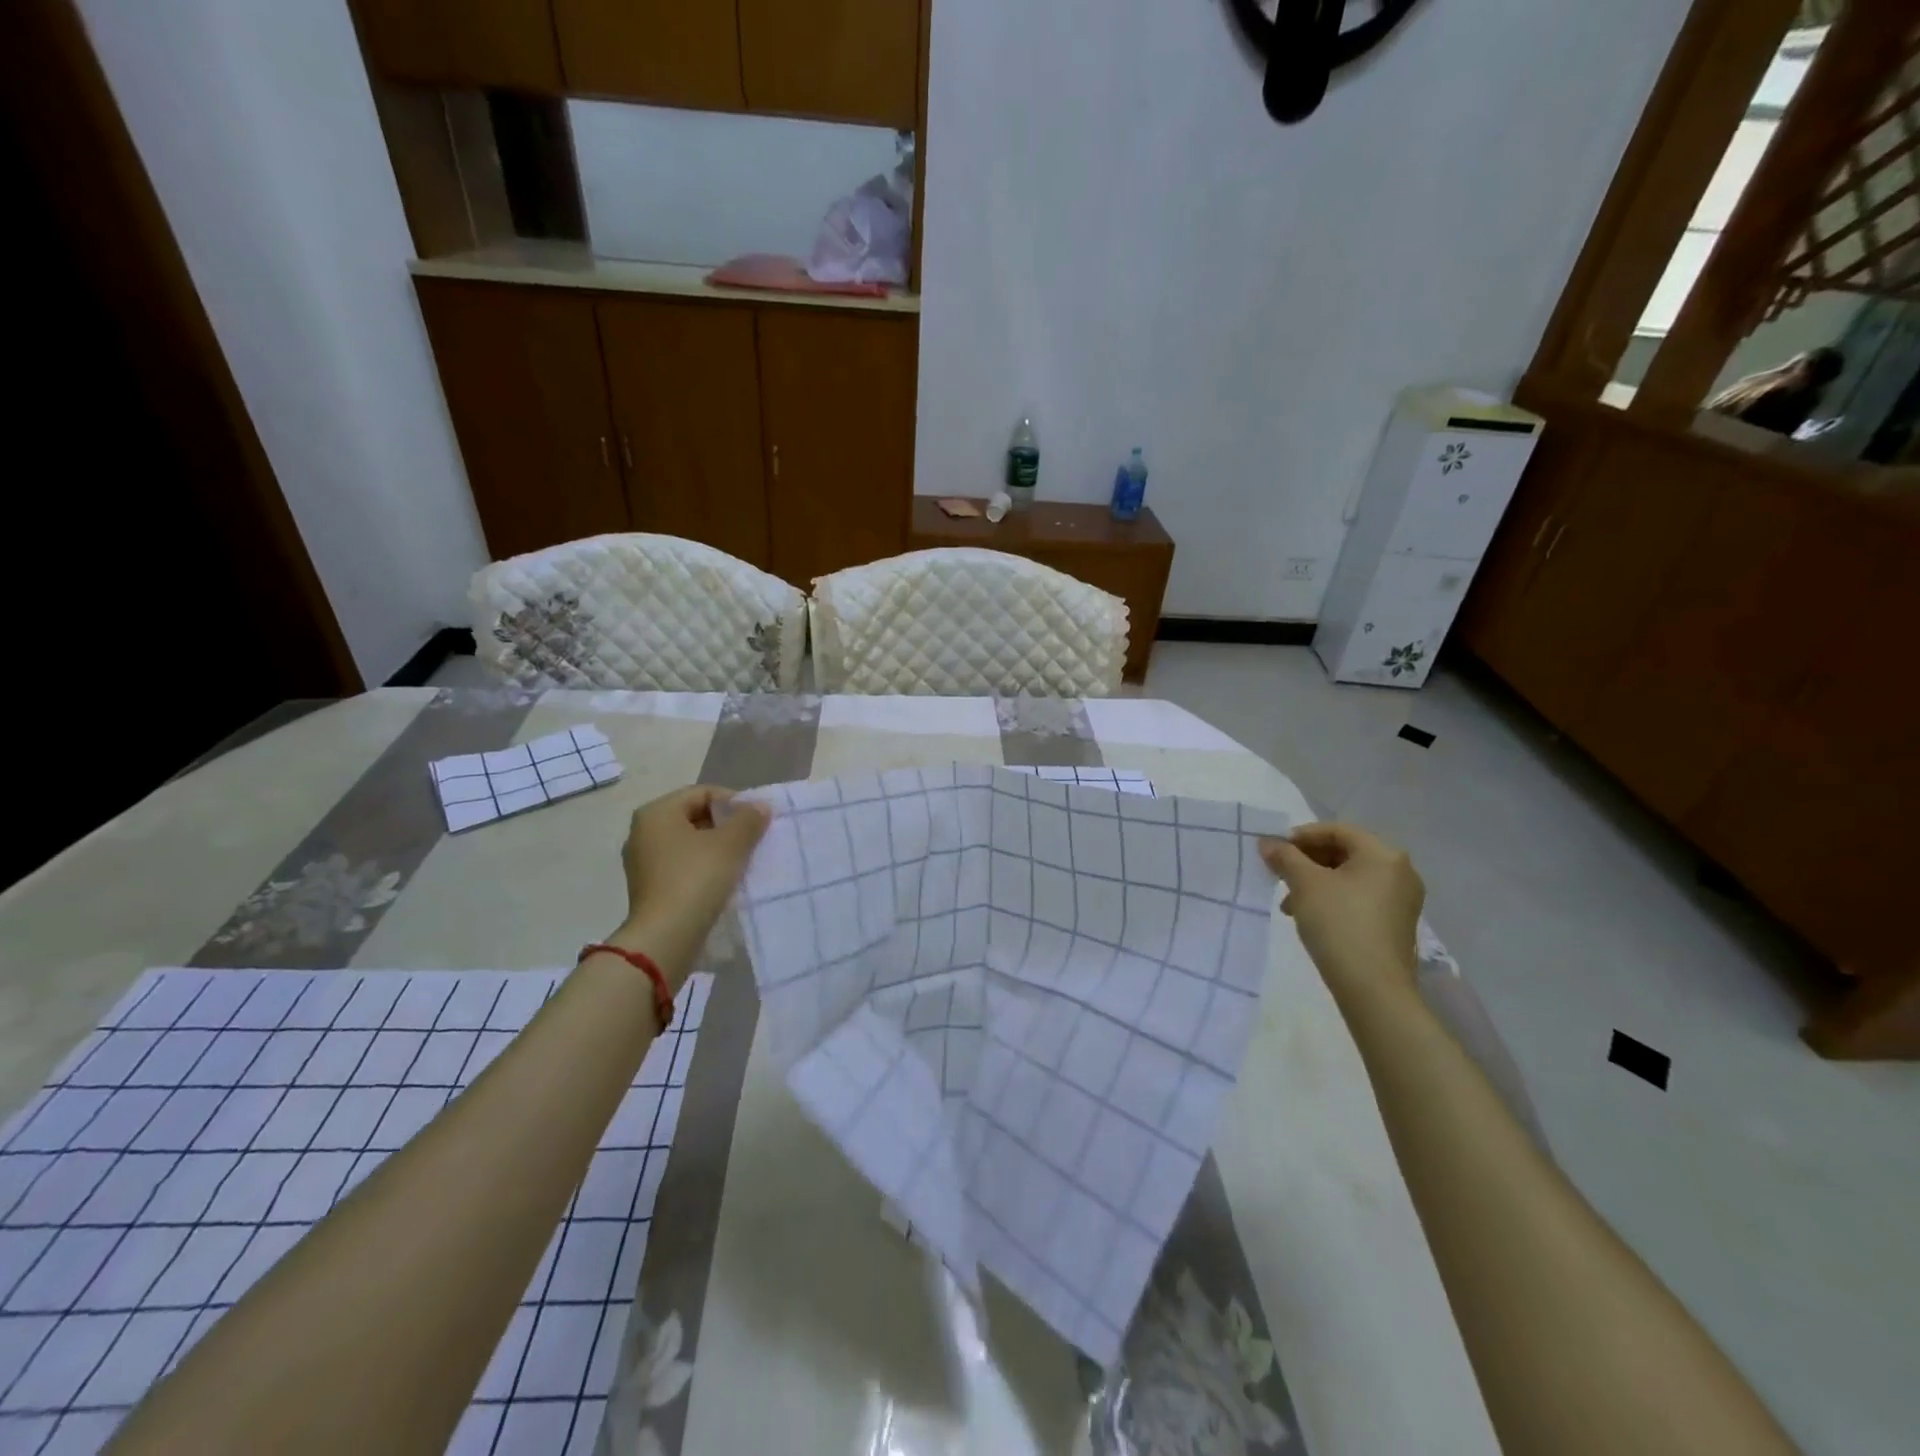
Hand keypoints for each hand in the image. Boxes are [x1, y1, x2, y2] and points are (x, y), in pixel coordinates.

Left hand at [614, 786, 770, 977]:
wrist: (665, 938)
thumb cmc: (696, 880)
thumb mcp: (731, 844)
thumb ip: (748, 819)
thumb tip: (759, 807)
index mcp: (656, 813)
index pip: (703, 793)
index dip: (734, 802)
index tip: (756, 822)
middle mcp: (643, 832)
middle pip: (695, 817)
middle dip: (726, 826)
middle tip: (753, 841)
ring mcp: (643, 862)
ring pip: (690, 844)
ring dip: (717, 849)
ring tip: (742, 862)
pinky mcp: (649, 888)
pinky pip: (682, 867)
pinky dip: (704, 869)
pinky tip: (724, 882)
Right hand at [1259, 823, 1424, 1003]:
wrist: (1372, 988)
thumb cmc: (1339, 923)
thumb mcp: (1304, 884)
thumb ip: (1285, 857)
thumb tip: (1267, 843)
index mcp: (1383, 854)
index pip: (1337, 830)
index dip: (1301, 835)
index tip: (1274, 850)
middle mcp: (1399, 872)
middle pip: (1344, 852)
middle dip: (1306, 861)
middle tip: (1279, 874)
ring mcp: (1400, 900)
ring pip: (1349, 877)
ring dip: (1315, 882)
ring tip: (1288, 903)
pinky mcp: (1395, 924)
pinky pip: (1358, 898)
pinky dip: (1331, 899)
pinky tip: (1309, 917)